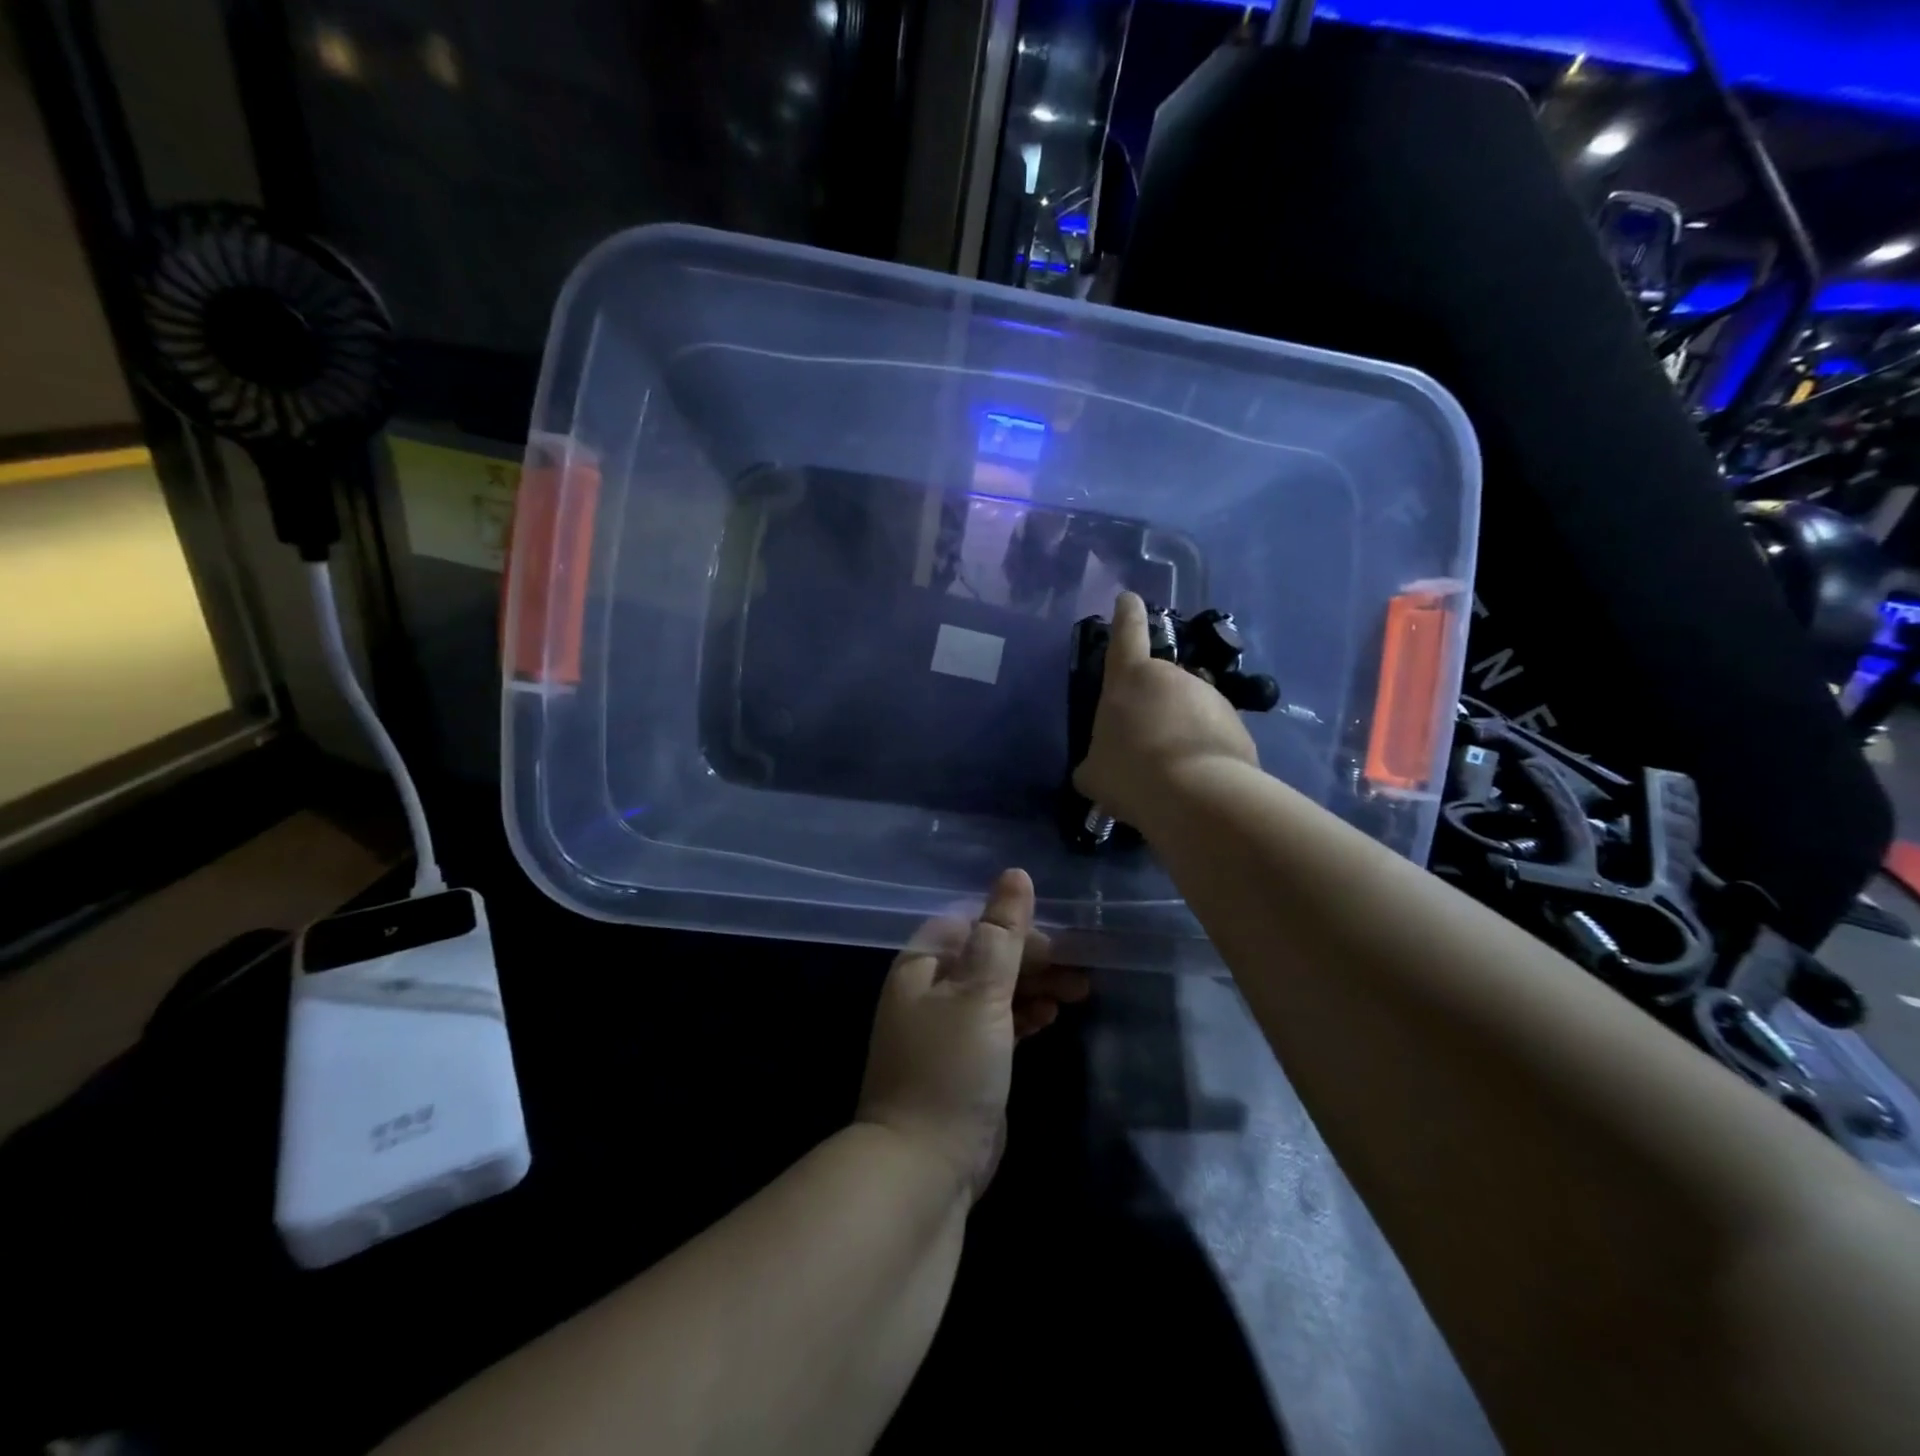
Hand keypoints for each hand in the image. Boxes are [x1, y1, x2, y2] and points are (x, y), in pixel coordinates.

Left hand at [856, 869, 1088, 1200]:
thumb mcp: (979, 993)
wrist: (924, 1167)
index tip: (1059, 938)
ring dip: (1035, 985)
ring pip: (997, 990)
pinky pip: (1000, 1023)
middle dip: (1034, 958)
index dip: (1015, 926)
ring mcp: (947, 1028)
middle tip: (1081, 969)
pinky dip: (1025, 1015)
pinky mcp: (967, 1061)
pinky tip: (1052, 1017)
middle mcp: (931, 990)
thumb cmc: (950, 1068)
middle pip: (988, 956)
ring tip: (1079, 990)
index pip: (973, 924)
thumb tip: (1016, 874)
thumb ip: (1001, 934)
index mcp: (923, 965)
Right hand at [1072, 591, 1259, 825]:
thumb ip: (1096, 760)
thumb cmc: (1130, 773)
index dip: (1126, 615)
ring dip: (1179, 730)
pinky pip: (1212, 733)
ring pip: (1188, 709)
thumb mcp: (1094, 772)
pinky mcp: (1238, 724)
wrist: (1197, 796)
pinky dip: (1202, 749)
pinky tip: (1194, 780)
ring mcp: (1210, 698)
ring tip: (1170, 770)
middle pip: (1159, 683)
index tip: (1129, 599)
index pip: (1126, 634)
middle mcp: (1173, 677)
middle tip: (1143, 745)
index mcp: (1129, 678)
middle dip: (1153, 706)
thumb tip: (1100, 766)